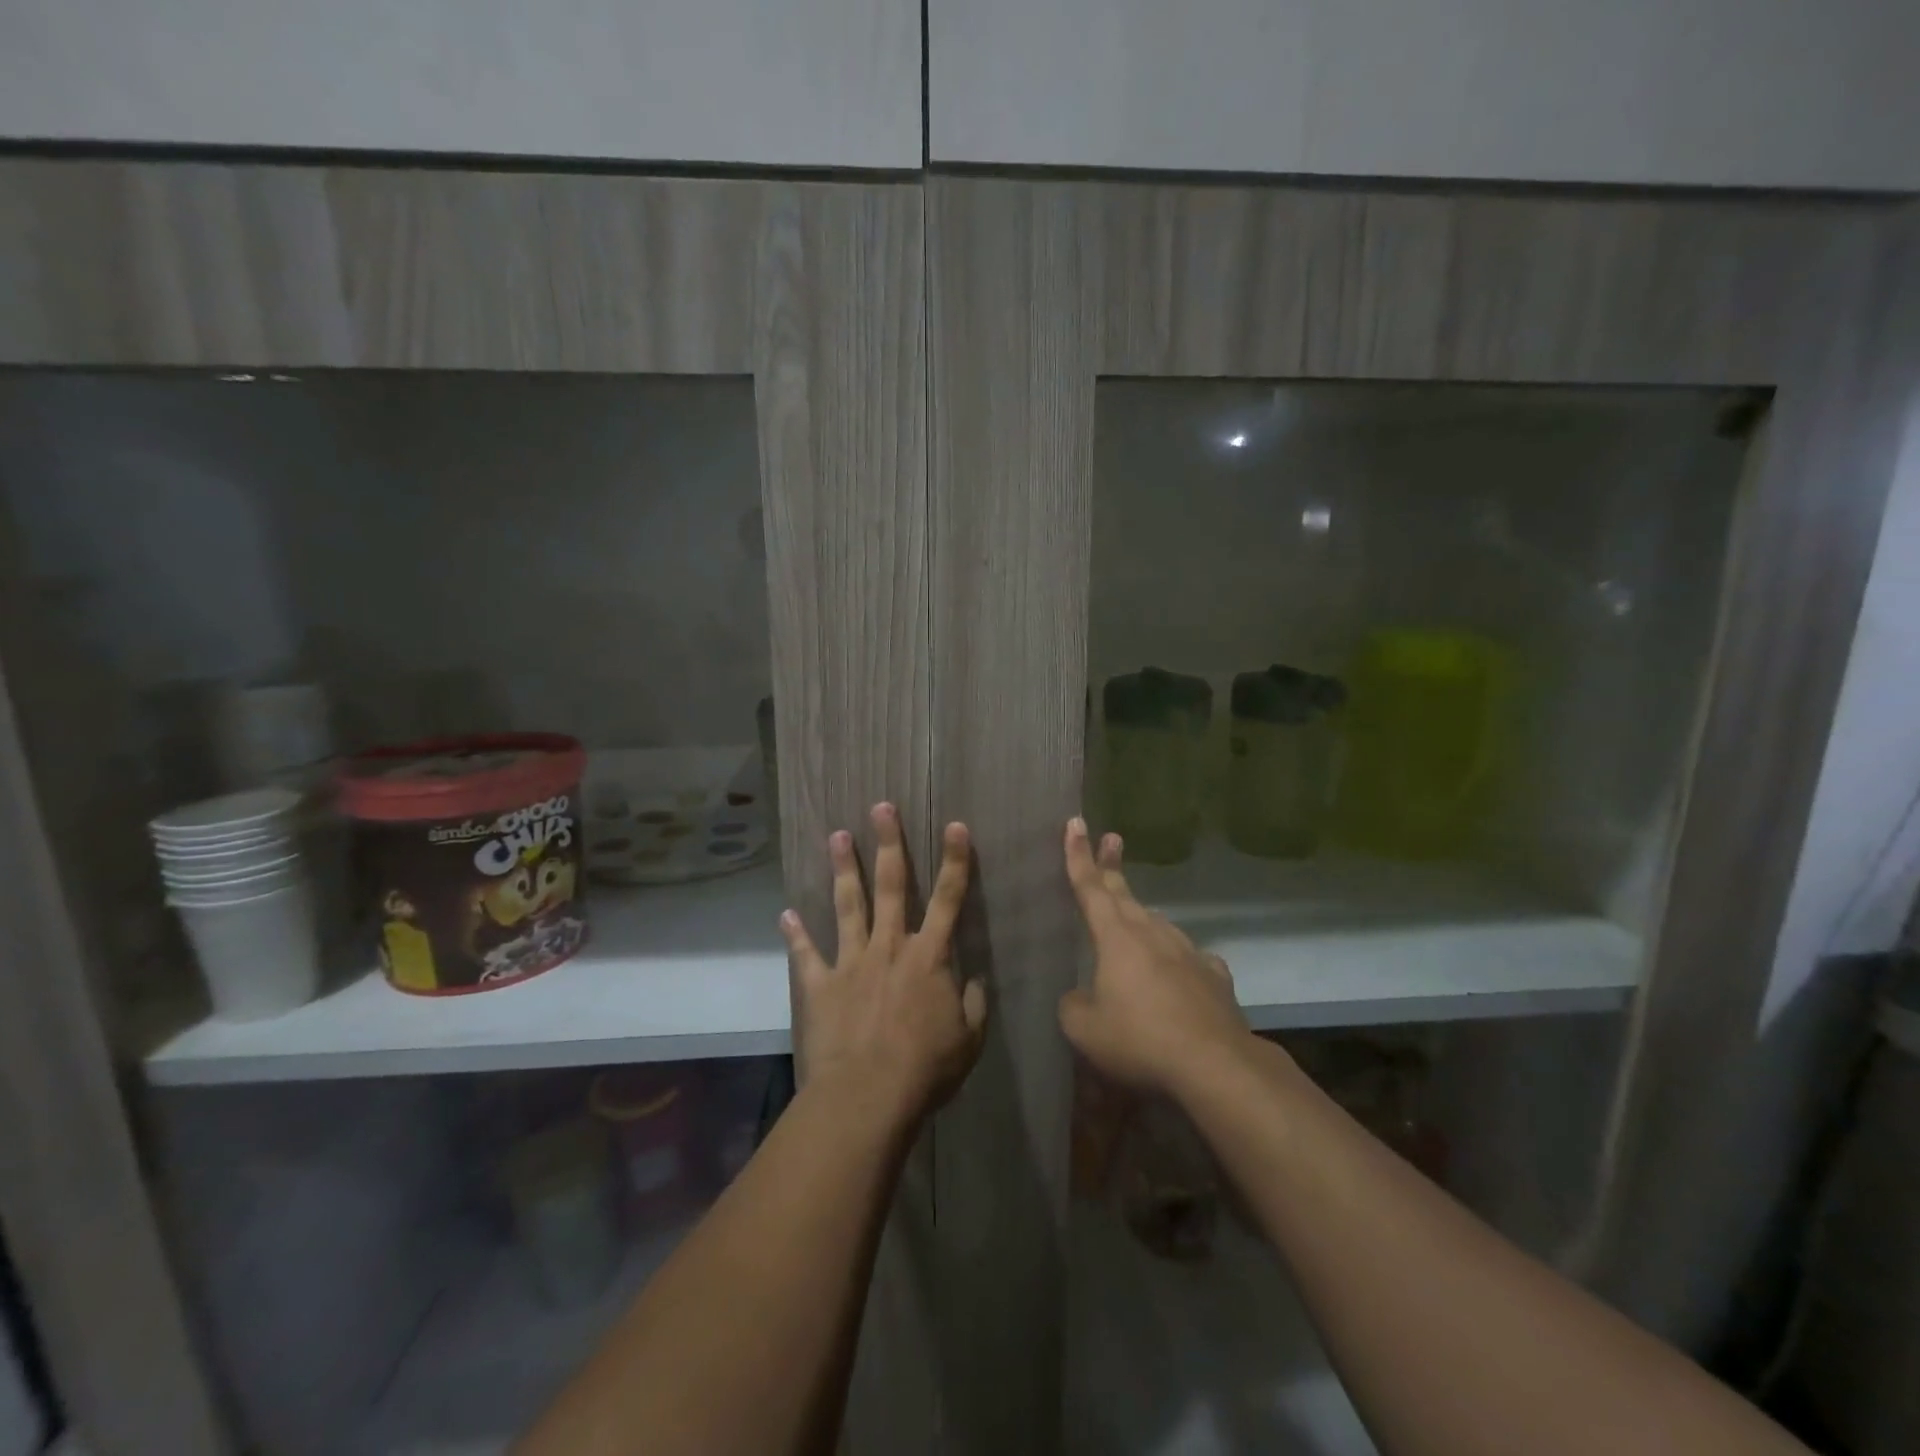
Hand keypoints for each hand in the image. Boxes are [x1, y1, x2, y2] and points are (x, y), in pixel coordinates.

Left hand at [782, 803, 987, 1123]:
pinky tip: (785, 915)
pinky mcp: (820, 984)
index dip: (955, 860)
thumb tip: (973, 979)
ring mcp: (851, 961)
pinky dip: (795, 935)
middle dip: (889, 843)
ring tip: (837, 835)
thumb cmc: (925, 1068)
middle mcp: (889, 946)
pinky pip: (806, 954)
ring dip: (844, 869)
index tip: (955, 825)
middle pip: (893, 885)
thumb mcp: (968, 1039)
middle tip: (881, 807)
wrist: (866, 1096)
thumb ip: (973, 1002)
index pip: (949, 898)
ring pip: (849, 905)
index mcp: (929, 956)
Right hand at [1058, 818, 1249, 1094]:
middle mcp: (1152, 933)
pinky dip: (1176, 958)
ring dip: (1141, 915)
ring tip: (1132, 920)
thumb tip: (1080, 996)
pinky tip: (1179, 970)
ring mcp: (1188, 952)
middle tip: (1111, 838)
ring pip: (1157, 924)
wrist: (1215, 1065)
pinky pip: (1188, 958)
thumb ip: (1073, 1005)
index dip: (1078, 855)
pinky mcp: (1214, 976)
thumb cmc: (1140, 1039)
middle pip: (1125, 894)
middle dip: (1111, 866)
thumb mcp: (1084, 1029)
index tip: (1076, 823)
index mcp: (1116, 937)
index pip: (1090, 887)